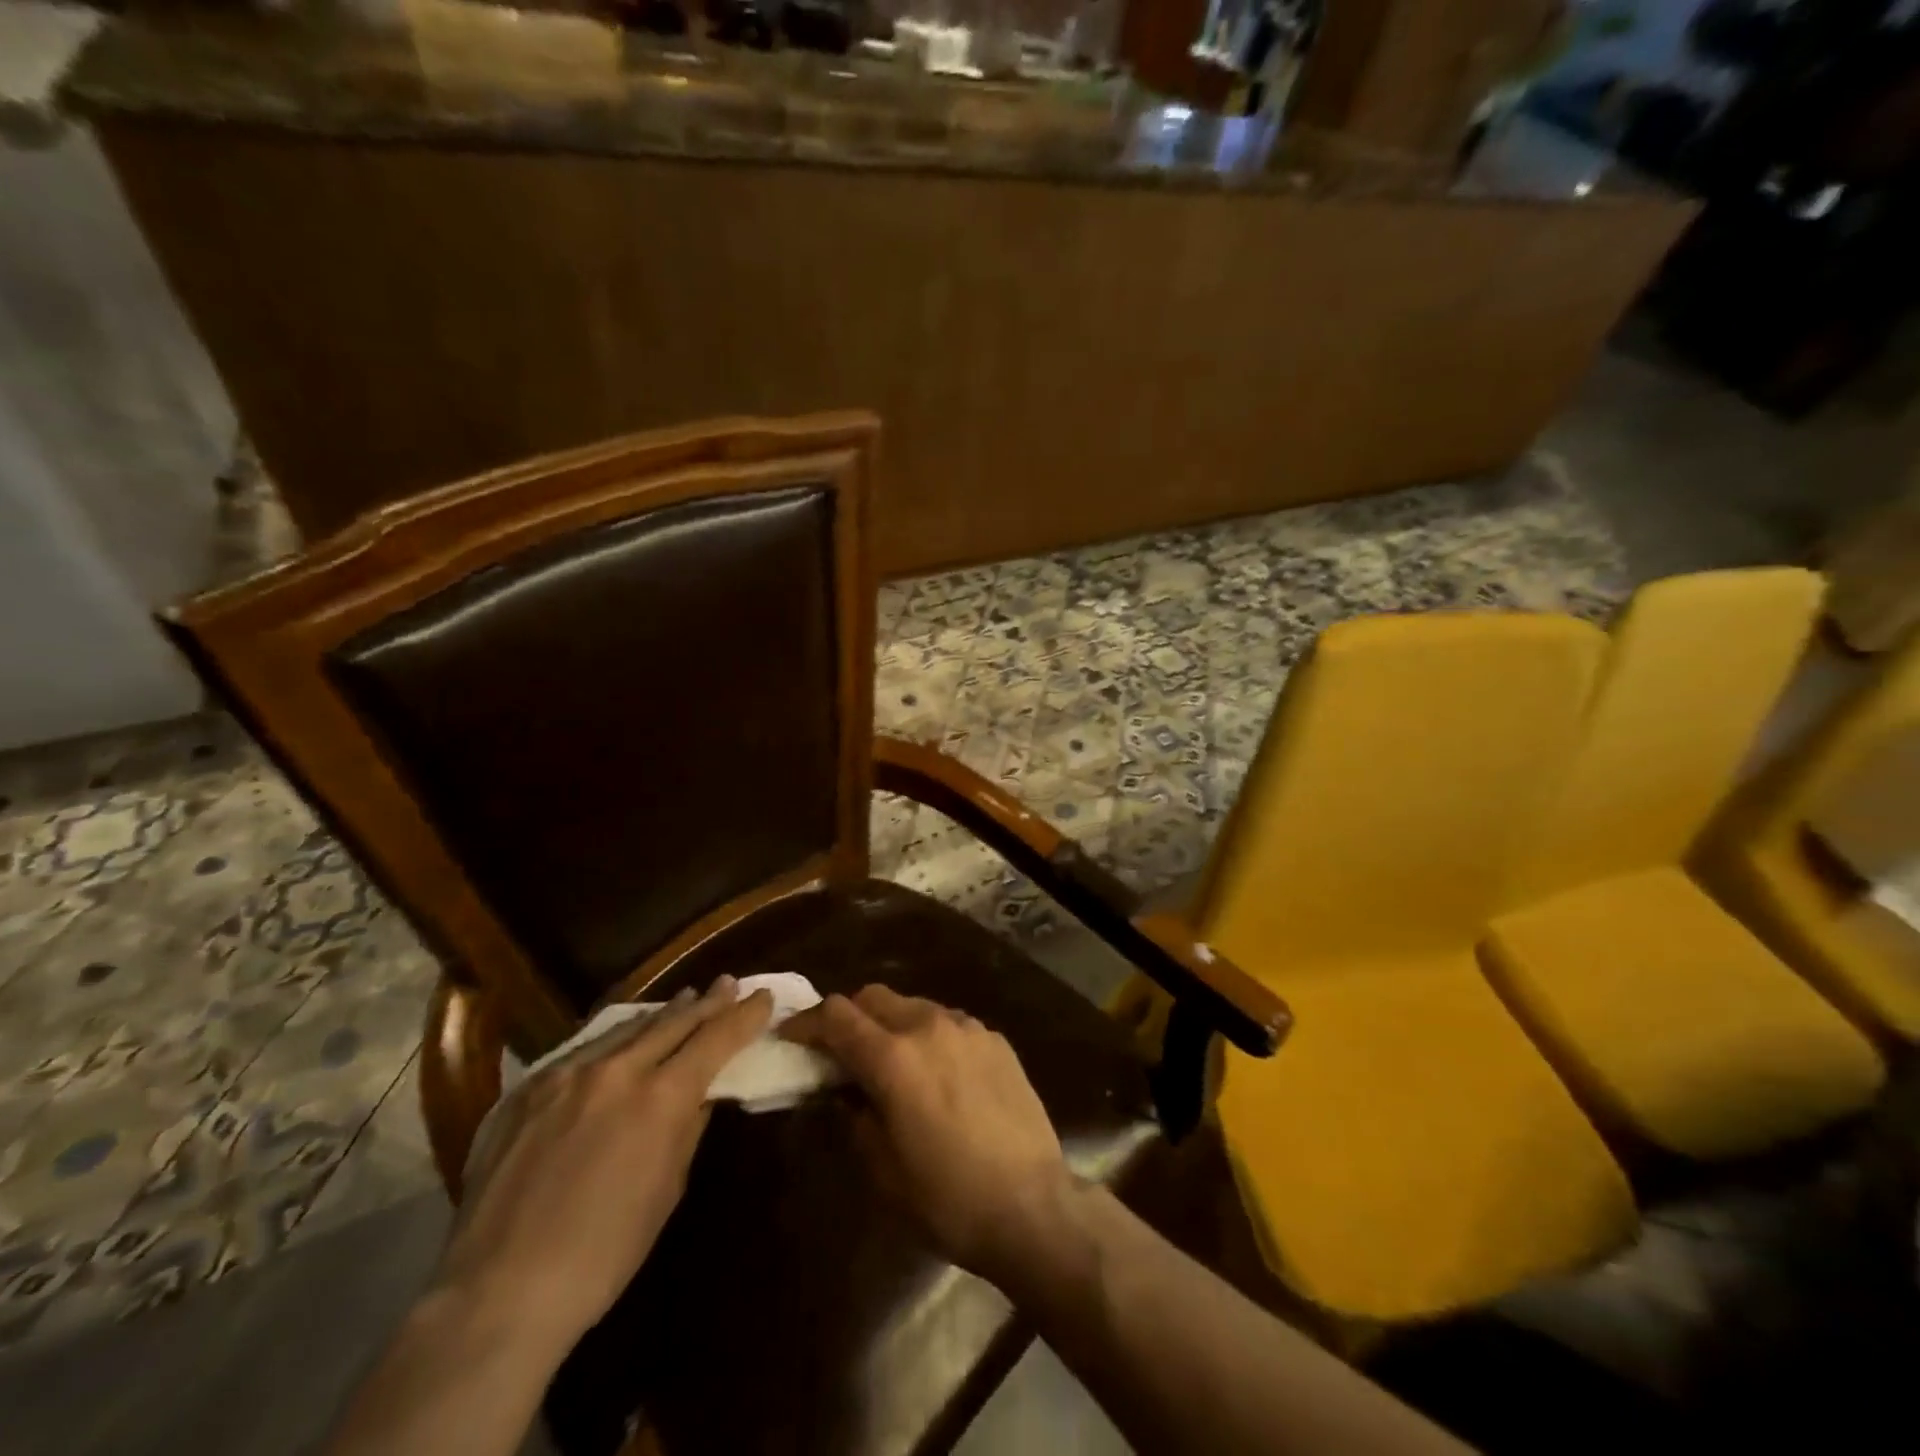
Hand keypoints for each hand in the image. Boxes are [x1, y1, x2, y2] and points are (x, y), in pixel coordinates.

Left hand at [435, 977, 771, 1354]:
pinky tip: (621, 1039)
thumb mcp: (666, 1190)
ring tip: (685, 999)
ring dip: (663, 1014)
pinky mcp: (527, 1089)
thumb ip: (687, 1128)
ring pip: (628, 1027)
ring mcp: (566, 1074)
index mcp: (660, 1098)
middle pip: (674, 1021)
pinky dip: (615, 1039)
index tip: (764, 997)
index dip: (744, 1016)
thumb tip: (701, 1094)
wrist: (497, 1294)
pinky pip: (583, 1049)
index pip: (716, 1038)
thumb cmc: (603, 1255)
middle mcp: (617, 1071)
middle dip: (708, 1002)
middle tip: (729, 984)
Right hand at [780, 985, 1075, 1286]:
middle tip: (840, 1052)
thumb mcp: (882, 1170)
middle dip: (849, 1017)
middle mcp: (928, 1026)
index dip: (808, 1022)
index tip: (793, 1037)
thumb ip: (854, 1117)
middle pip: (875, 996)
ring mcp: (968, 1028)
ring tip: (891, 1063)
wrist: (1031, 1205)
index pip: (837, 1015)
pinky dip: (929, 1036)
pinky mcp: (996, 1040)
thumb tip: (845, 1092)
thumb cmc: (946, 1198)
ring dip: (891, 1024)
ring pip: (914, 1005)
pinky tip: (937, 1073)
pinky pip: (950, 1023)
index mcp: (892, 1057)